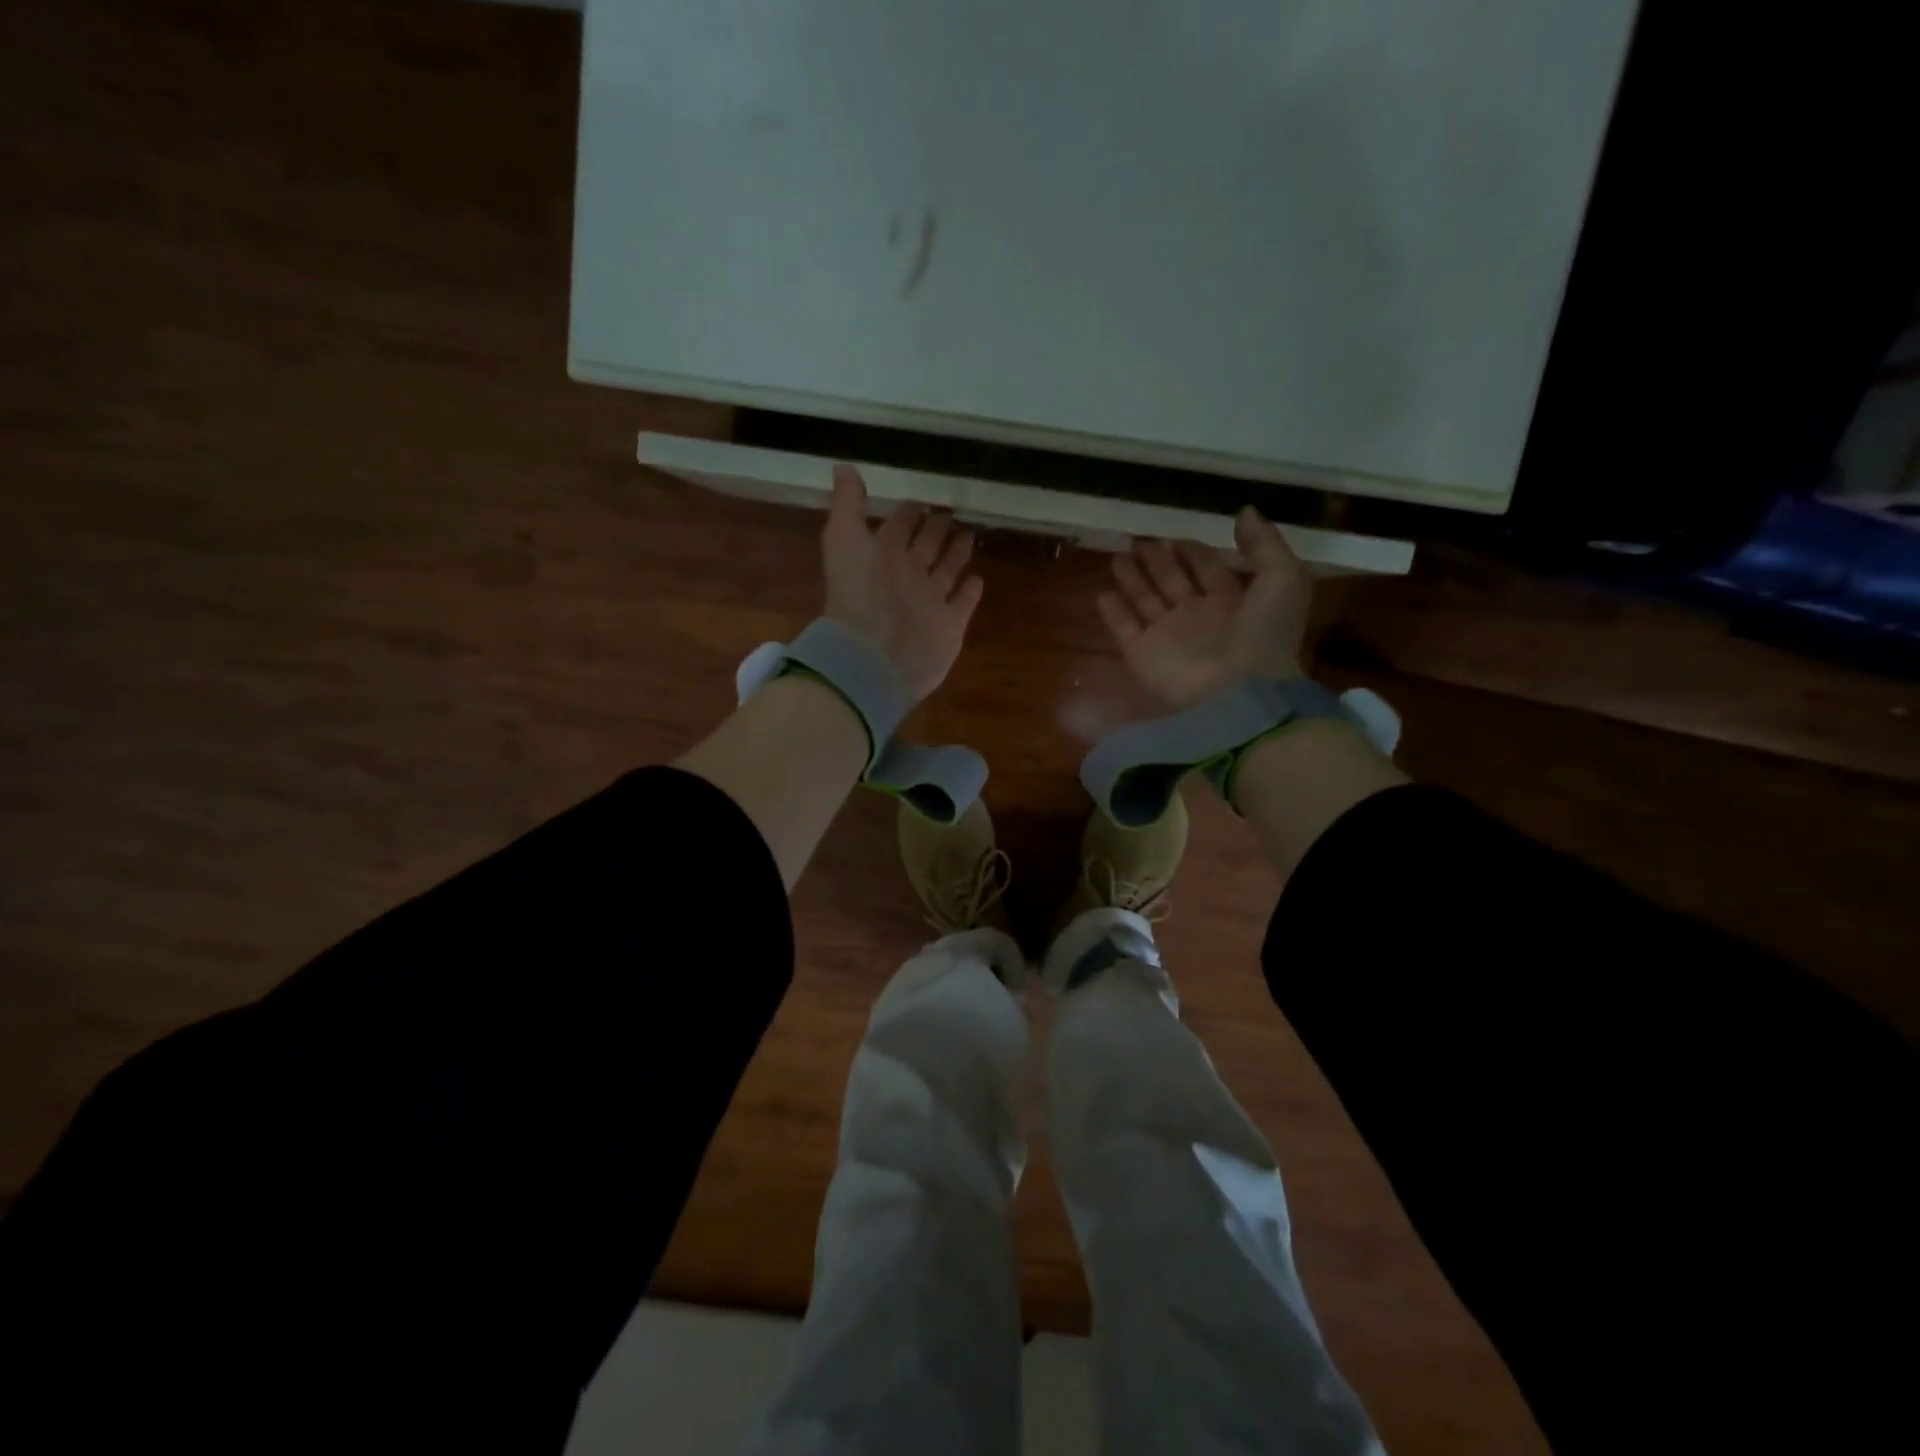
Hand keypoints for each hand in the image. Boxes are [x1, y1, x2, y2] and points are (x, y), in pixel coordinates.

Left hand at [822, 465, 983, 701]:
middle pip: (925, 547)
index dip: (909, 512)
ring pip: (946, 571)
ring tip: (969, 534)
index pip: (899, 526)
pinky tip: (978, 578)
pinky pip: (962, 605)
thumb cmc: (859, 594)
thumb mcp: (845, 539)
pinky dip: (969, 592)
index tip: (923, 497)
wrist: (873, 656)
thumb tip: (845, 466)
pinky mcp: (949, 627)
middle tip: (952, 511)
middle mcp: (907, 577)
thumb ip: (847, 504)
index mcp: (882, 556)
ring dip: (956, 553)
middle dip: (936, 529)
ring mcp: (929, 603)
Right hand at [1098, 507, 1309, 709]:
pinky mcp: (1142, 654)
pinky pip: (1123, 628)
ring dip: (1132, 579)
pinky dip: (1113, 612)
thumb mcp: (1282, 578)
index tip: (1177, 535)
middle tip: (1139, 539)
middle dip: (1157, 560)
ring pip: (1145, 601)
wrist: (1237, 691)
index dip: (1195, 553)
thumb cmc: (1263, 634)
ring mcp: (1167, 637)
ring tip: (1117, 556)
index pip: (1209, 570)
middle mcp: (1197, 618)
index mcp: (1232, 602)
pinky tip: (1102, 593)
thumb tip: (1244, 512)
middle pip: (1172, 582)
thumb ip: (1264, 544)